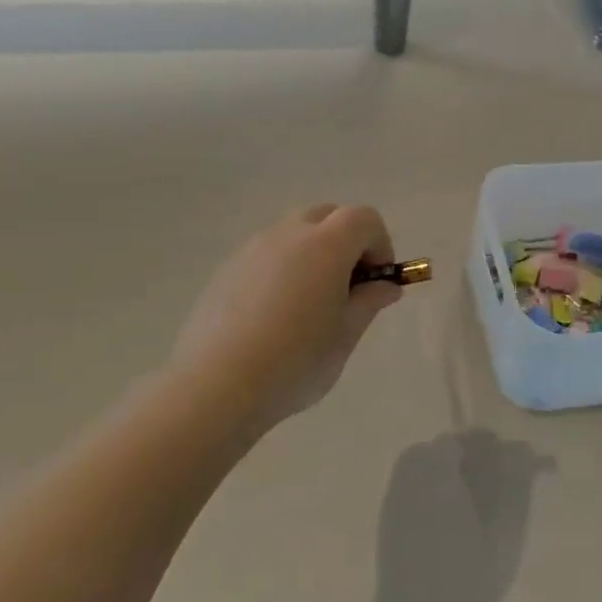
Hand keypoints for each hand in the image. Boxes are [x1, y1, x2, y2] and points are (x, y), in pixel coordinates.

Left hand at [170, 205, 402, 437]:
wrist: (217, 385)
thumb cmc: (295, 361)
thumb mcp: (345, 336)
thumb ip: (368, 302)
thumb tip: (385, 286)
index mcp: (326, 245)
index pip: (364, 219)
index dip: (380, 244)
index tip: (377, 283)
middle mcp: (288, 235)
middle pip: (327, 216)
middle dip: (346, 242)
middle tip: (347, 289)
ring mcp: (252, 249)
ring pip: (294, 234)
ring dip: (312, 255)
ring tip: (308, 306)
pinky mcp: (226, 270)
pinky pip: (266, 256)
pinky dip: (282, 270)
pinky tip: (274, 317)